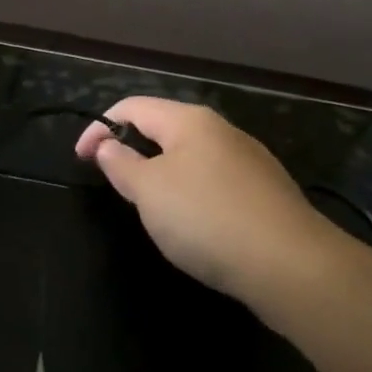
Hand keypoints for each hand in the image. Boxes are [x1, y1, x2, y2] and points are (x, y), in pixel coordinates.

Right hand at [75, 97, 336, 304]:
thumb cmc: (206, 218)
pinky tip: (194, 224)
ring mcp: (249, 160)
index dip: (99, 127)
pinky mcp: (266, 192)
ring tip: (149, 205)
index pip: (132, 106)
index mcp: (189, 120)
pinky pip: (215, 181)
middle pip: (164, 128)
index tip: (80, 159)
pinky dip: (191, 192)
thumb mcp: (149, 191)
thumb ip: (121, 164)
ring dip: (161, 172)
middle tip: (113, 182)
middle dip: (132, 149)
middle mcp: (222, 130)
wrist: (290, 265)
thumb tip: (108, 144)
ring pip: (191, 156)